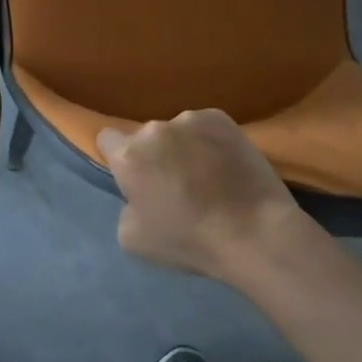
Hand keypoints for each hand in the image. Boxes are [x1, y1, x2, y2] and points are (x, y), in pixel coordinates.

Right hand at [96, 110, 303, 282]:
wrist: (255, 233)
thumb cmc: (189, 241)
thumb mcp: (132, 239)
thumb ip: (126, 208)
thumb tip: (139, 196)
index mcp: (129, 156)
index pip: (107, 139)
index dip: (118, 159)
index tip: (135, 179)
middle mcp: (154, 129)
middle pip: (146, 138)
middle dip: (154, 155)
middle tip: (175, 184)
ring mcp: (191, 120)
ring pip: (177, 132)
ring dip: (183, 147)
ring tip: (206, 177)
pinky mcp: (223, 119)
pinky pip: (205, 127)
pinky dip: (209, 142)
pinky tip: (225, 166)